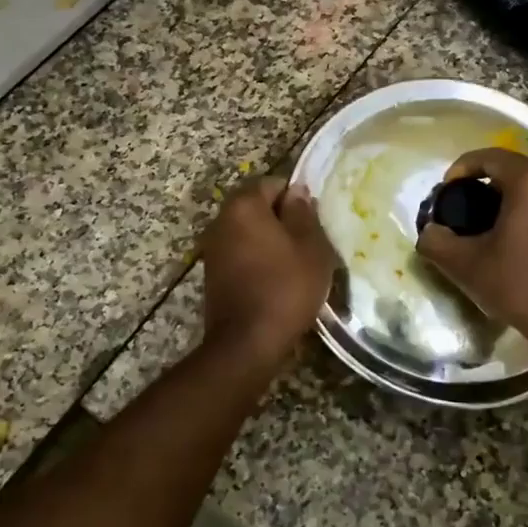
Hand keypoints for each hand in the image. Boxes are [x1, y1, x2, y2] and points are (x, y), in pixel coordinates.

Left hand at [200, 176, 336, 363]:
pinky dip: (259, 260)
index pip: (272, 183)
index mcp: (244, 205)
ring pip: (249, 233)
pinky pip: (241, 255)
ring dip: (271, 242)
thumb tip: (297, 191)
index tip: (314, 221)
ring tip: (297, 264)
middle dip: (283, 220)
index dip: (296, 198)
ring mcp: (213, 248)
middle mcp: (221, 220)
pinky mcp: (213, 274)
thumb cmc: (286, 287)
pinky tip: (277, 281)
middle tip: (310, 243)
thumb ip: (303, 213)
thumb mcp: (310, 247)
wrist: (247, 342)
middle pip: (258, 208)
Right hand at [416, 149, 527, 340]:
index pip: (489, 157)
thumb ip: (437, 242)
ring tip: (492, 215)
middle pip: (518, 163)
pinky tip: (518, 230)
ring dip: (515, 188)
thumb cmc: (520, 284)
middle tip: (471, 198)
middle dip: (491, 175)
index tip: (446, 191)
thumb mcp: (466, 265)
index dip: (461, 168)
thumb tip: (429, 232)